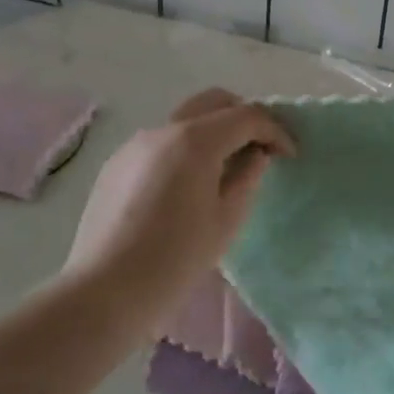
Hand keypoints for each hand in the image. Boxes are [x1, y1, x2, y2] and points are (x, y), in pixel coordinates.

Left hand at [61, 88, 293, 333]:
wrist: (104, 292)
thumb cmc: (175, 259)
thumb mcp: (226, 220)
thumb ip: (247, 177)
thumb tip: (255, 155)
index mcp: (196, 141)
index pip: (247, 116)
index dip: (275, 131)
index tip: (289, 155)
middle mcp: (164, 130)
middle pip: (214, 102)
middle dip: (243, 117)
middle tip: (259, 148)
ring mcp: (136, 144)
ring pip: (185, 120)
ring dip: (212, 132)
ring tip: (223, 170)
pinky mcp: (116, 164)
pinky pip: (161, 142)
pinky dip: (184, 149)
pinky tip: (185, 187)